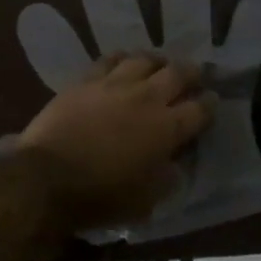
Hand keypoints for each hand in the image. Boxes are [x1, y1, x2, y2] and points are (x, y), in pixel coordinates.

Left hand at [16, 54, 213, 230]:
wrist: (48, 177)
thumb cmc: (101, 197)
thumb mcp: (146, 201)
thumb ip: (166, 178)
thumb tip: (174, 164)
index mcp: (167, 129)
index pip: (199, 109)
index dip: (209, 104)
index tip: (212, 100)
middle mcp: (147, 98)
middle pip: (178, 73)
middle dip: (192, 72)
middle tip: (195, 74)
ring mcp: (116, 84)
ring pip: (145, 59)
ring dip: (158, 61)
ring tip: (160, 64)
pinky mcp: (87, 79)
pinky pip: (111, 59)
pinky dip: (123, 58)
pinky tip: (124, 62)